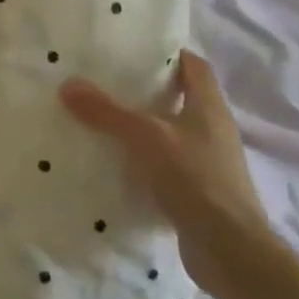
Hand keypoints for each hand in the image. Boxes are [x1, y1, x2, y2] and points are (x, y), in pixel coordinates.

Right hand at [60, 51, 273, 293]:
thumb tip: (68, 84)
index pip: (193, 66)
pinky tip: (113, 165)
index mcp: (209, 107)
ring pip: (169, 134)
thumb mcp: (146, 138)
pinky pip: (164, 166)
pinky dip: (142, 162)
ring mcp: (207, 163)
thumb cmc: (195, 179)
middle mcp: (212, 130)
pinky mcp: (196, 192)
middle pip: (179, 99)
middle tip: (103, 83)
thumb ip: (107, 112)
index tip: (132, 50)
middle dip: (145, 91)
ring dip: (140, 128)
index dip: (168, 54)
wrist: (229, 249)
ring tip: (99, 121)